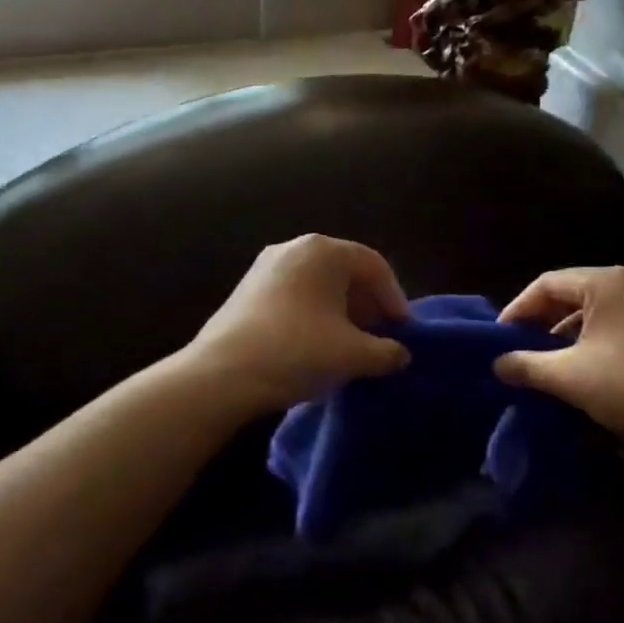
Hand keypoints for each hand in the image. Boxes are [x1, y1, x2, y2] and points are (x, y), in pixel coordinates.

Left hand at [186, 236, 411, 416]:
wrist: (220, 375)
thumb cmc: (296, 352)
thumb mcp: (353, 355)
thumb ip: (386, 352)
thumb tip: (400, 354)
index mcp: (324, 250)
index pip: (374, 266)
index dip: (395, 298)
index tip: (403, 331)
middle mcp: (295, 246)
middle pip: (346, 271)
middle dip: (368, 304)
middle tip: (379, 336)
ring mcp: (267, 265)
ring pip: (319, 283)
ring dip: (342, 310)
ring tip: (349, 343)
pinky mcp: (248, 288)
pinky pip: (296, 293)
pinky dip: (315, 312)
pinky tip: (316, 343)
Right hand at [495, 266, 623, 462]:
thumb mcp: (569, 377)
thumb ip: (526, 365)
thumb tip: (496, 363)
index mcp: (607, 282)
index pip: (548, 283)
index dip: (518, 308)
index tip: (498, 337)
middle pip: (574, 292)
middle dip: (542, 319)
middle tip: (518, 346)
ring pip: (598, 309)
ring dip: (568, 331)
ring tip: (548, 359)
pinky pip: (620, 322)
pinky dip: (595, 338)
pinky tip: (585, 365)